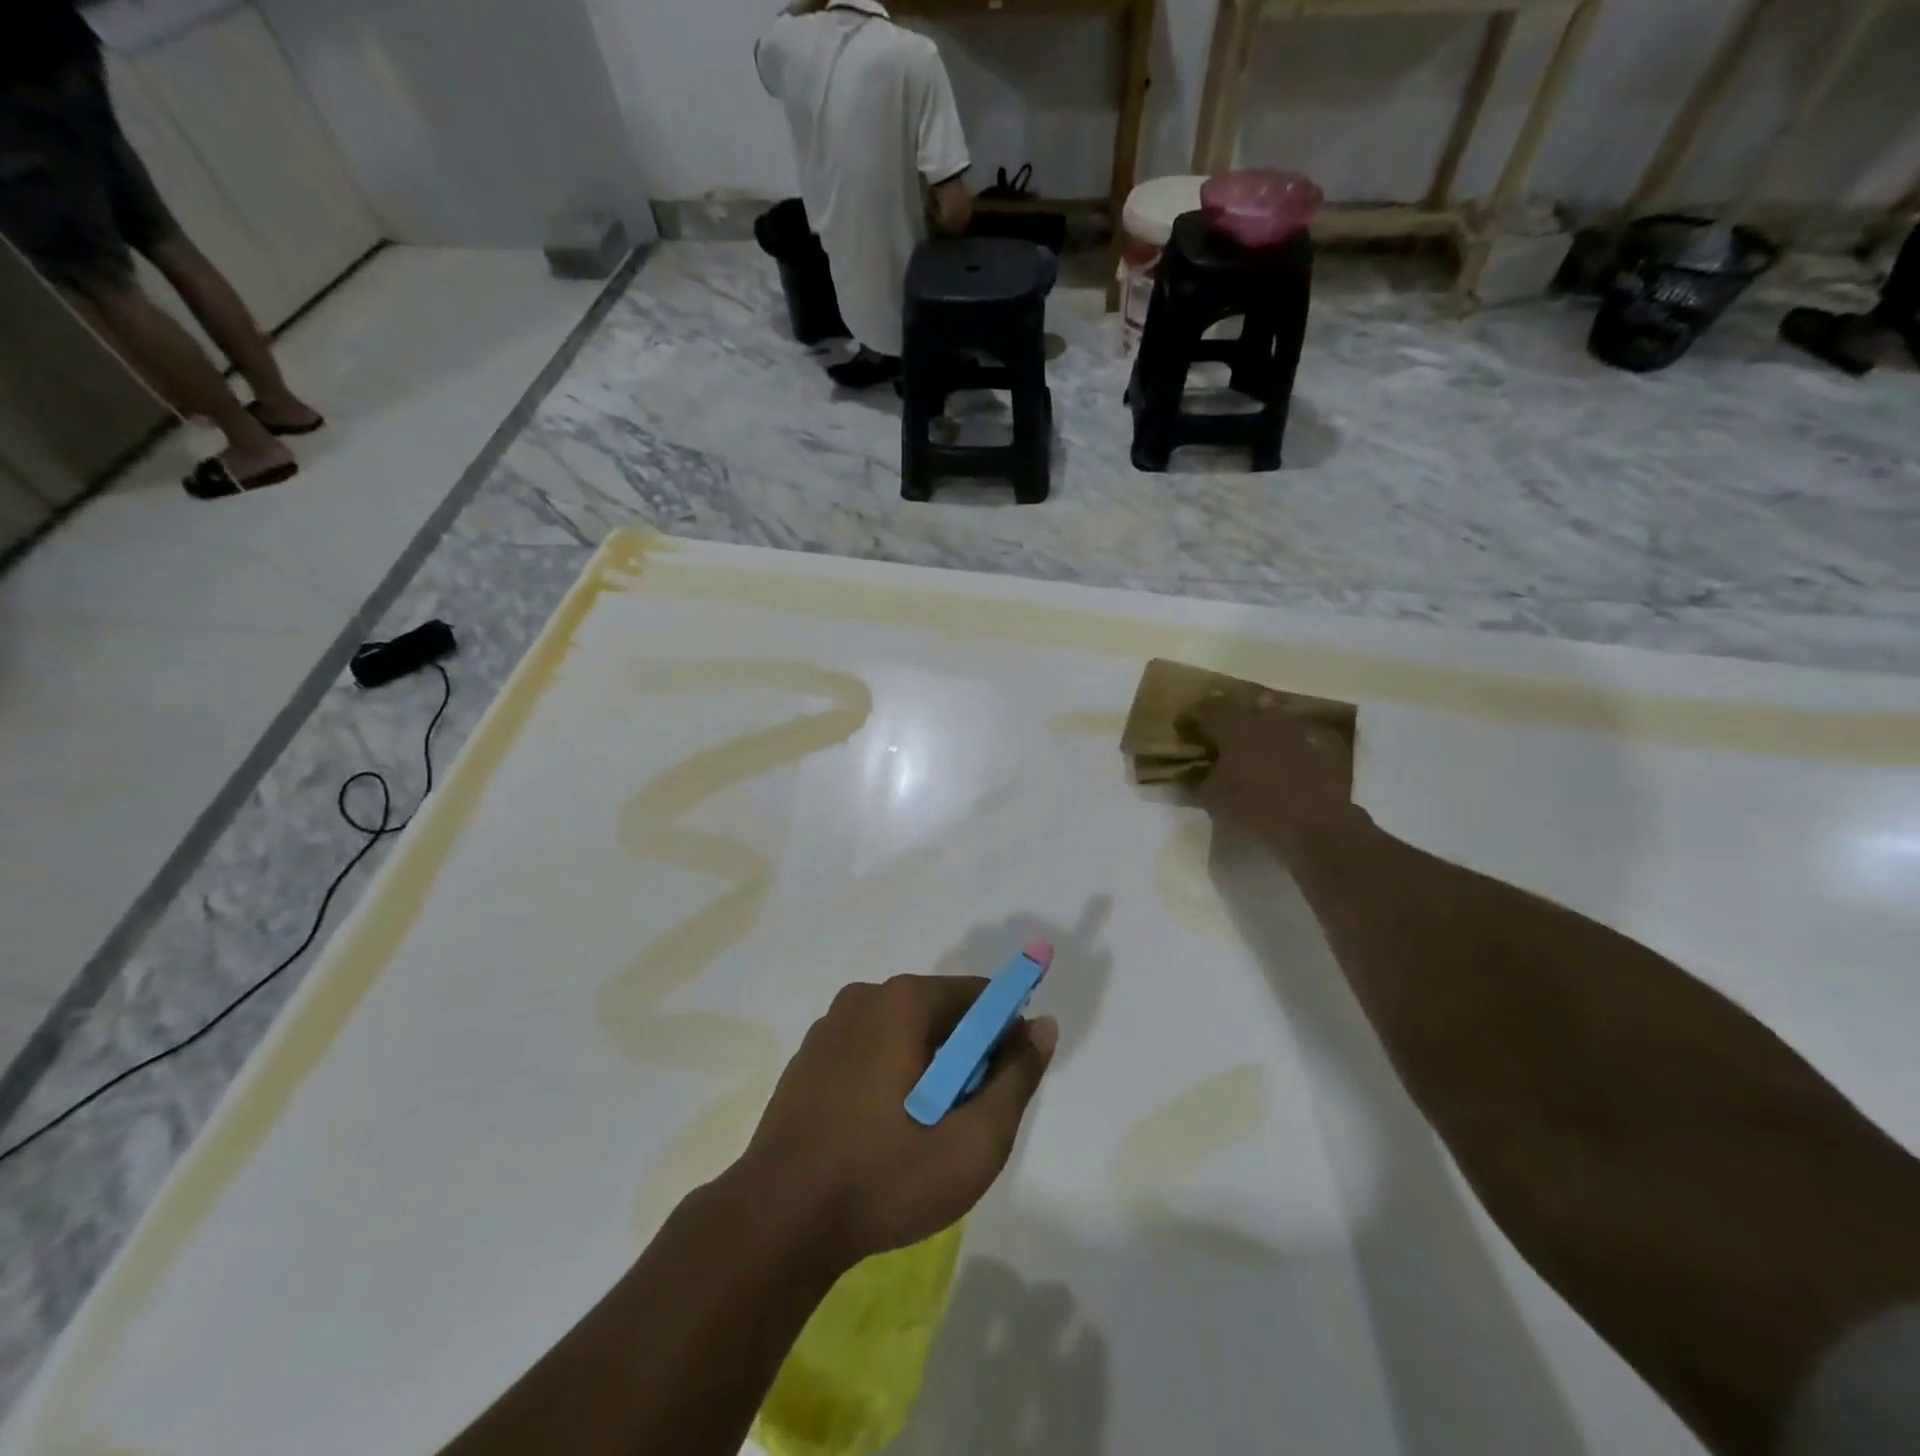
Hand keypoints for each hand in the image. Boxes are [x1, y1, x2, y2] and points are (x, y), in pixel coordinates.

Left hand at [734, 975, 1056, 1267]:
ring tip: (921, 1134)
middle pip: (941, 1013)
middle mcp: (864, 997)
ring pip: (904, 1034)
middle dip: (964, 1058)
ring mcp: (830, 1026)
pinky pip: (870, 1051)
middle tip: (963, 1121)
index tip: (1003, 1086)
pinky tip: (882, 1133)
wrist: (776, 1222)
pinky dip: (890, 1078)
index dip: (1004, 1035)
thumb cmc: (884, 1177)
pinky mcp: (809, 1058)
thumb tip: (1042, 1026)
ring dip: (927, 1071)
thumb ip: (1016, 1078)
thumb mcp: (973, 1141)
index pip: (978, 996)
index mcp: (902, 1001)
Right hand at [1181, 693, 1359, 842]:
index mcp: (1234, 725)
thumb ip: (1196, 782)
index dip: (1190, 718)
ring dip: (1254, 731)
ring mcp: (1295, 732)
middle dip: (1224, 720)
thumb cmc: (1254, 807)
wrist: (1317, 826)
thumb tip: (1187, 776)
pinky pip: (1292, 740)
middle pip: (1240, 709)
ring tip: (1245, 750)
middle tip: (1213, 737)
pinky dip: (1279, 748)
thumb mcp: (1212, 799)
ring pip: (1268, 721)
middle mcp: (1264, 719)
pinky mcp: (1319, 749)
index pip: (1205, 709)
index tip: (1181, 730)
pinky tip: (1275, 765)